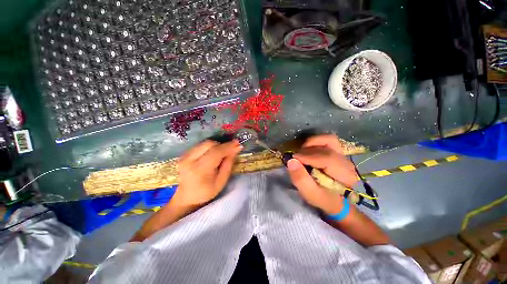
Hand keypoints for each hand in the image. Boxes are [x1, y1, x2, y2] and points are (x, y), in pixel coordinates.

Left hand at [174, 140, 242, 206]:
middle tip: (230, 149)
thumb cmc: (206, 192)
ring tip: (222, 152)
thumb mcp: (221, 181)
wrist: (186, 197)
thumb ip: (228, 164)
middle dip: (222, 145)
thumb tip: (235, 150)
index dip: (228, 147)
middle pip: (209, 144)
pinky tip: (212, 154)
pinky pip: (199, 145)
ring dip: (216, 146)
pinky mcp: (183, 154)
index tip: (238, 143)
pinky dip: (209, 147)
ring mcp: (184, 156)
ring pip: (204, 143)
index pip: (216, 152)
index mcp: (199, 170)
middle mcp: (189, 160)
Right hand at [287, 134, 358, 214]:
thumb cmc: (323, 198)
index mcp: (344, 175)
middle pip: (327, 147)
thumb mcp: (310, 194)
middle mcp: (346, 162)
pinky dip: (315, 142)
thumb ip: (300, 179)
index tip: (293, 158)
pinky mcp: (338, 152)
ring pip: (329, 139)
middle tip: (296, 157)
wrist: (336, 200)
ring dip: (312, 143)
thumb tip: (291, 161)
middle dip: (307, 150)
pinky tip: (308, 149)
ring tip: (302, 151)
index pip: (326, 158)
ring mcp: (343, 155)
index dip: (307, 156)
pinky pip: (328, 140)